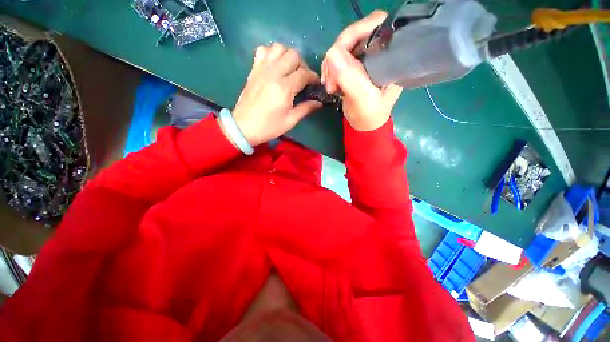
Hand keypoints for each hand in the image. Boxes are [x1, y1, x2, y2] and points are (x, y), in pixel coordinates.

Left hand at [229, 43, 321, 146]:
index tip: (316, 84)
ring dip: (288, 56)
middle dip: (303, 65)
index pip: (304, 74)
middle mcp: (273, 73)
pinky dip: (272, 53)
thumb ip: (306, 109)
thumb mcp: (290, 120)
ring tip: (290, 70)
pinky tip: (275, 65)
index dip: (313, 78)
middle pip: (293, 55)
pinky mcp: (254, 70)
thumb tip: (319, 102)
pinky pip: (263, 51)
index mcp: (284, 88)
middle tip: (303, 78)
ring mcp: (261, 69)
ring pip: (279, 48)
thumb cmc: (269, 126)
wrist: (244, 127)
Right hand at [322, 11, 402, 130]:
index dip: (356, 33)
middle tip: (330, 79)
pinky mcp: (354, 66)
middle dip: (338, 55)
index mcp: (391, 56)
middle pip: (355, 35)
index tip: (340, 53)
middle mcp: (379, 52)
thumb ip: (350, 78)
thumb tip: (331, 53)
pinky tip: (330, 83)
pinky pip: (337, 58)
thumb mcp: (362, 99)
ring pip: (343, 47)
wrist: (363, 125)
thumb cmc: (369, 115)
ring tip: (330, 86)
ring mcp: (365, 58)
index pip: (376, 26)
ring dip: (331, 65)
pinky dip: (330, 69)